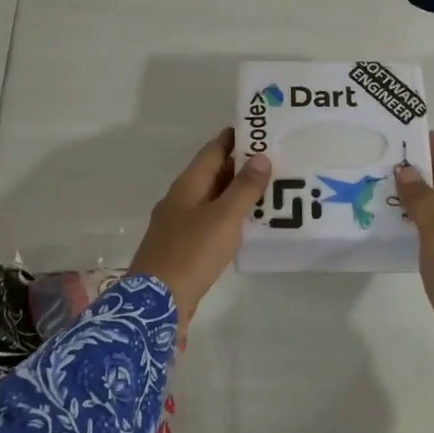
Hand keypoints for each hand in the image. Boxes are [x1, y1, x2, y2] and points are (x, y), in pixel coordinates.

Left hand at [129, 129, 270, 335]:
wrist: (156, 303)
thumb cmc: (191, 253)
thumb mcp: (224, 217)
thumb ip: (244, 187)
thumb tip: (261, 156)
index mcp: (187, 185)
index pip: (213, 150)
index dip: (235, 138)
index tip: (262, 129)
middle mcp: (181, 199)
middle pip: (213, 174)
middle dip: (242, 165)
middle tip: (277, 160)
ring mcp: (180, 224)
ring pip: (213, 199)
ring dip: (238, 193)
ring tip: (271, 190)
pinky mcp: (184, 248)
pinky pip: (211, 222)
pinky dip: (231, 217)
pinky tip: (250, 225)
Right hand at [395, 133, 433, 400]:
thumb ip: (423, 203)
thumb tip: (407, 169)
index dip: (430, 149)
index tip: (407, 126)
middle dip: (416, 170)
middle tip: (381, 153)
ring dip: (412, 198)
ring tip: (379, 184)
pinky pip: (428, 237)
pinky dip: (411, 225)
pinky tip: (392, 227)